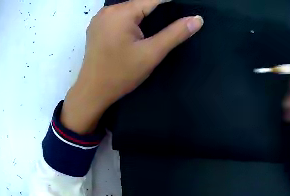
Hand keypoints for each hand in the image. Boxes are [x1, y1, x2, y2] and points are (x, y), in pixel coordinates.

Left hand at [61, 0, 203, 133]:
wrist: (92, 92)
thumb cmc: (120, 74)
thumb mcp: (151, 54)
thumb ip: (175, 33)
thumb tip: (198, 19)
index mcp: (122, 13)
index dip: (171, 2)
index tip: (184, 6)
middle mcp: (109, 10)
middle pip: (141, 2)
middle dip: (157, 7)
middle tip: (171, 16)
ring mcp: (100, 17)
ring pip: (129, 7)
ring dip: (144, 12)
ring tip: (155, 23)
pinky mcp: (96, 25)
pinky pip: (119, 14)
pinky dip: (131, 16)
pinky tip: (135, 28)